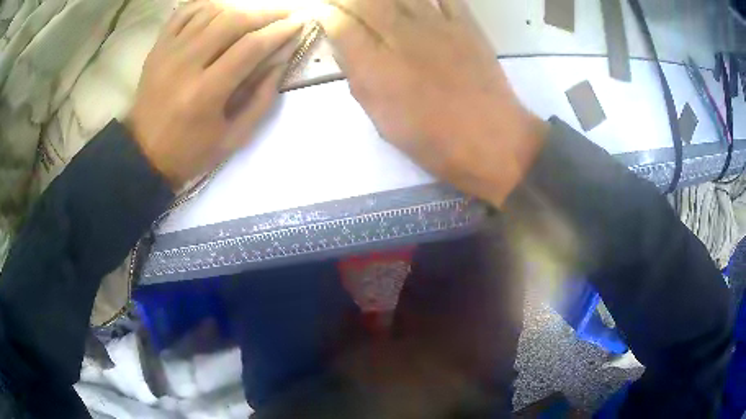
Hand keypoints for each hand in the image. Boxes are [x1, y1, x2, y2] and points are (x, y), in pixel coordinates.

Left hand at [126, 1, 303, 189]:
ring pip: (211, 12)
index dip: (279, 32)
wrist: (143, 154)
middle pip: (232, 21)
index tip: (299, 24)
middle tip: (284, 14)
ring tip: (253, 17)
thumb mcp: (233, 137)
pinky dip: (207, 6)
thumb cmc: (190, 151)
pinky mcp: (158, 48)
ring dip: (238, 10)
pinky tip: (221, 12)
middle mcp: (186, 64)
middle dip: (265, 14)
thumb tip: (281, 59)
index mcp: (206, 93)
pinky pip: (185, 13)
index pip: (250, 47)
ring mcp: (169, 52)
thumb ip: (261, 98)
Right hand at [320, 0, 547, 205]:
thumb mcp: (383, 121)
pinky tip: (416, 1)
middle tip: (342, 2)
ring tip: (376, 2)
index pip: (341, 25)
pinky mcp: (465, 25)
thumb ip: (358, 80)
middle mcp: (402, 38)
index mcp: (378, 68)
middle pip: (366, 1)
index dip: (326, 14)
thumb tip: (342, 48)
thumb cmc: (434, 140)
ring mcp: (437, 27)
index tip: (321, 12)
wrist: (493, 141)